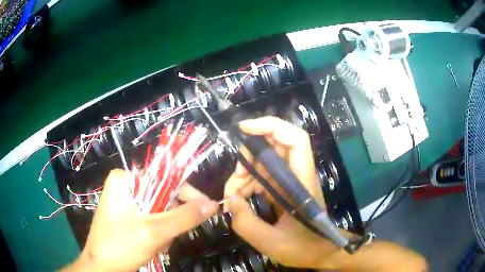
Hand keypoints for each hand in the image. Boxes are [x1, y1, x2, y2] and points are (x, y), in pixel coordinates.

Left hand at [63, 169, 217, 271]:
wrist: (102, 267)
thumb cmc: (121, 245)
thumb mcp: (155, 231)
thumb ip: (185, 217)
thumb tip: (213, 204)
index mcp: (125, 179)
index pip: (165, 179)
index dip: (188, 194)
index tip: (206, 210)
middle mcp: (124, 186)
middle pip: (162, 197)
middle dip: (170, 220)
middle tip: (169, 238)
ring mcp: (124, 202)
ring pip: (158, 211)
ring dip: (164, 230)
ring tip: (158, 245)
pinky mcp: (126, 216)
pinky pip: (150, 220)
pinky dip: (156, 234)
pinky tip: (152, 246)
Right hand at [224, 116, 426, 270]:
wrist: (320, 253)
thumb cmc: (303, 248)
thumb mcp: (271, 242)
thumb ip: (246, 224)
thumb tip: (229, 200)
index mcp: (301, 182)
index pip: (295, 140)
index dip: (272, 126)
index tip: (245, 128)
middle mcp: (297, 175)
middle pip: (275, 146)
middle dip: (250, 156)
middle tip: (236, 178)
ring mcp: (290, 181)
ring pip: (265, 162)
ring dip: (246, 173)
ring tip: (233, 196)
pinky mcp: (283, 189)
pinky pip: (263, 177)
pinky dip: (248, 184)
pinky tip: (240, 199)